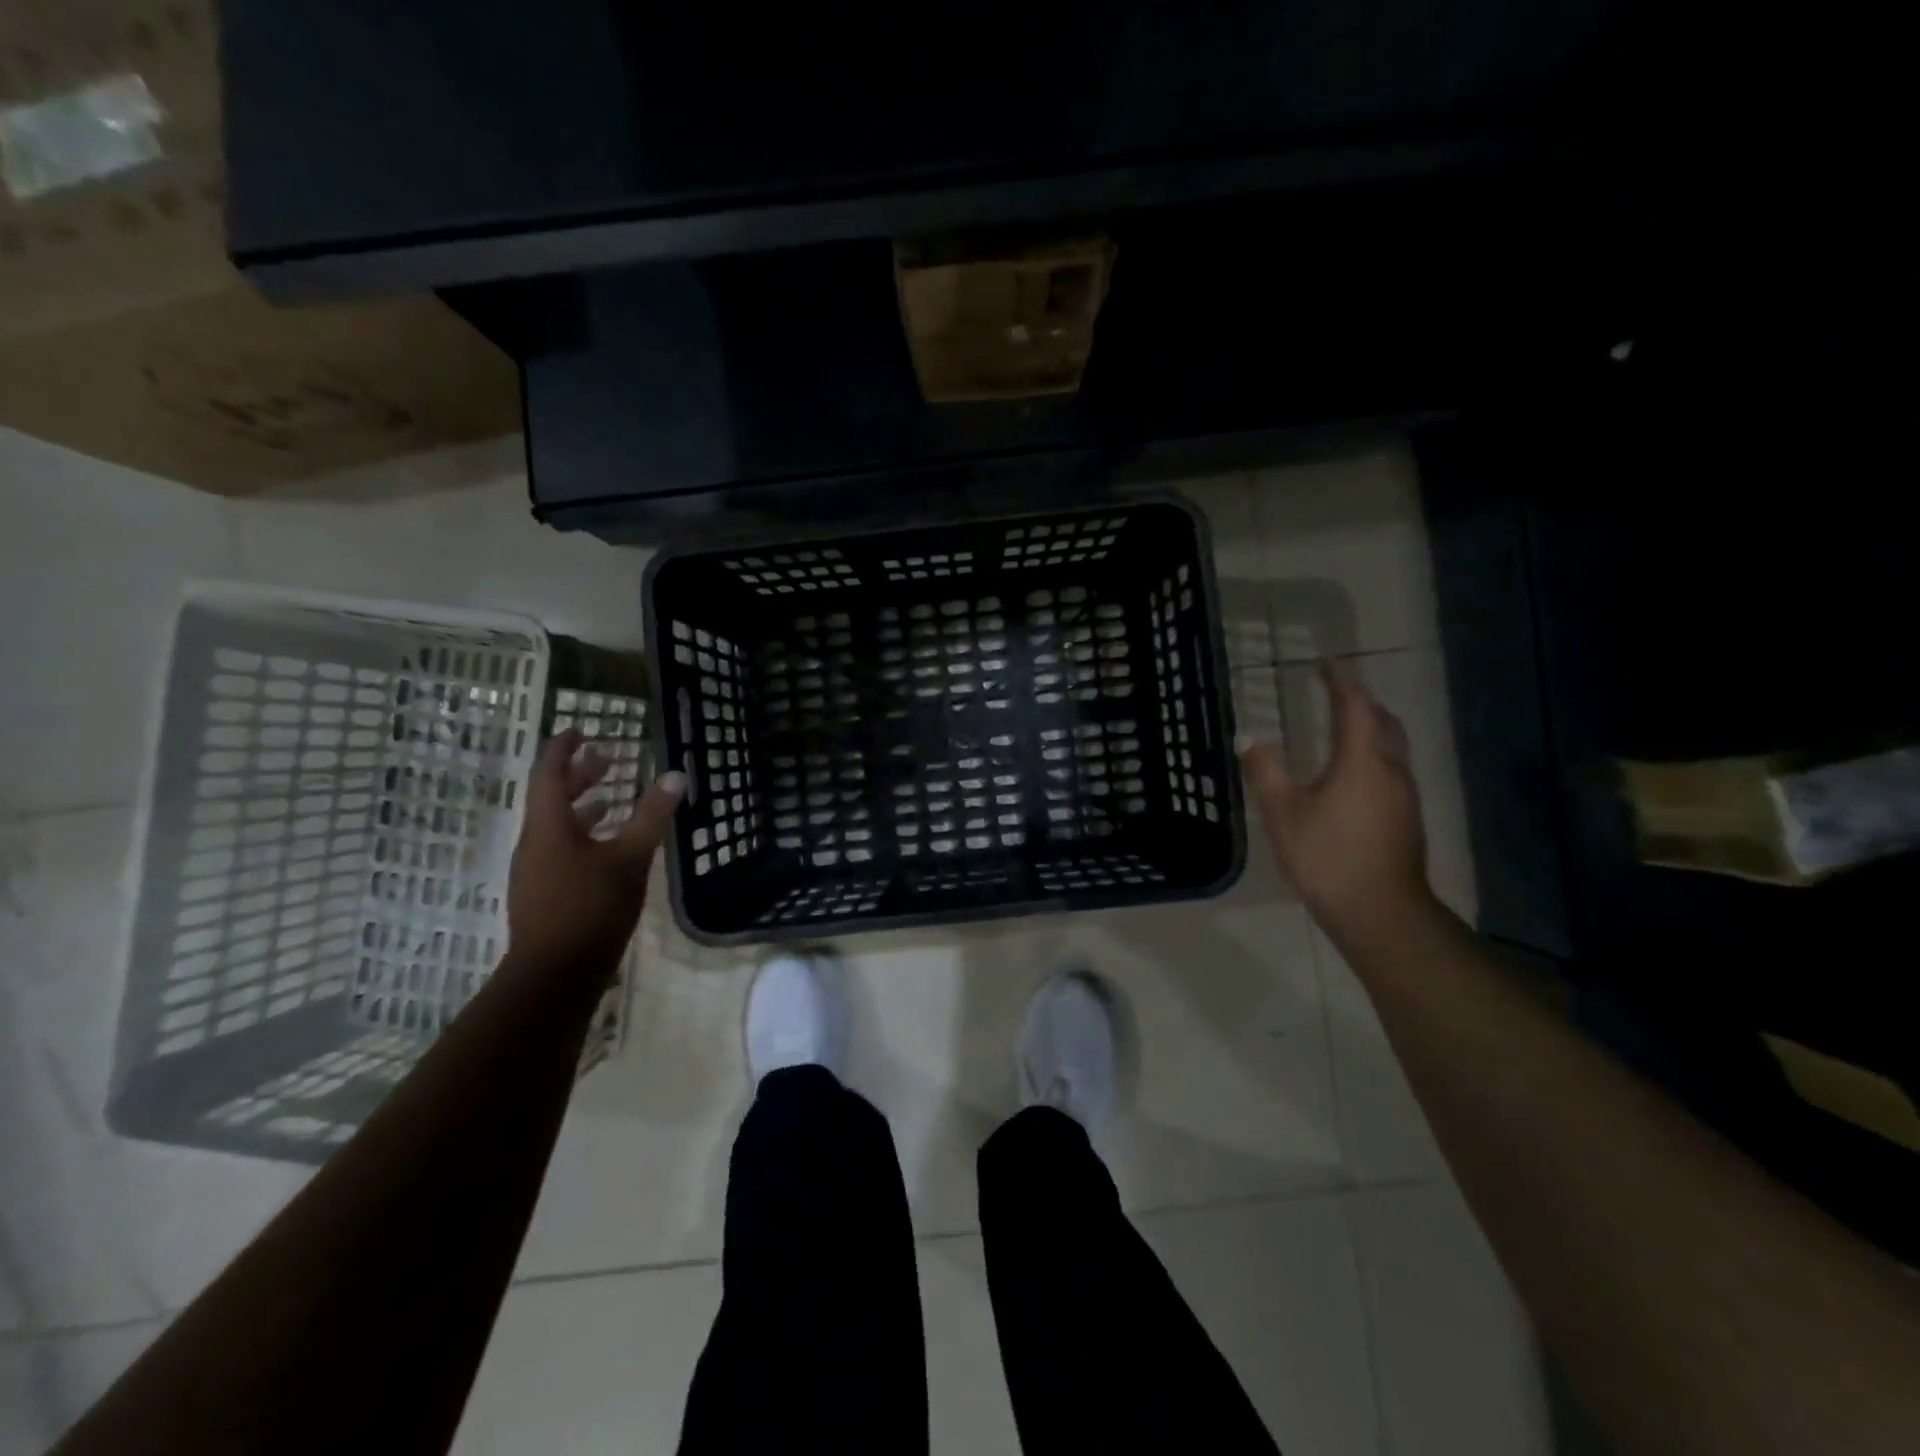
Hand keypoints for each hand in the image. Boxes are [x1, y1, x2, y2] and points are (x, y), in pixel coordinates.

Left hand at [506, 730, 685, 977]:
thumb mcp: (630, 858)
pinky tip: (606, 848)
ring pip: (555, 826)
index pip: (548, 774)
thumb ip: (652, 816)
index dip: (563, 749)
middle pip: (550, 799)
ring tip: (608, 798)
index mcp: (548, 828)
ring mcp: (535, 872)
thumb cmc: (591, 908)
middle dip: (577, 776)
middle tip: (606, 759)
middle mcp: (534, 844)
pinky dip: (581, 835)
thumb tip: (676, 776)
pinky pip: (559, 849)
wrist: (555, 975)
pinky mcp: (543, 894)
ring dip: (580, 807)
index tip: (580, 731)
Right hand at [1240, 657, 1431, 937]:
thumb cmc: (1328, 856)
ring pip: (1392, 746)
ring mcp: (1403, 795)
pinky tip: (1353, 771)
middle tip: (1336, 690)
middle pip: (1383, 722)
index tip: (1325, 662)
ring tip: (1344, 724)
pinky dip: (1373, 753)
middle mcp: (1390, 769)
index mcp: (1361, 760)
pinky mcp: (1405, 818)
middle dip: (1361, 701)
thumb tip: (1250, 739)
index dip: (1340, 681)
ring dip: (1370, 726)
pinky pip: (1391, 768)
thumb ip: (1265, 772)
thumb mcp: (1283, 813)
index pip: (1354, 706)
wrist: (1380, 911)